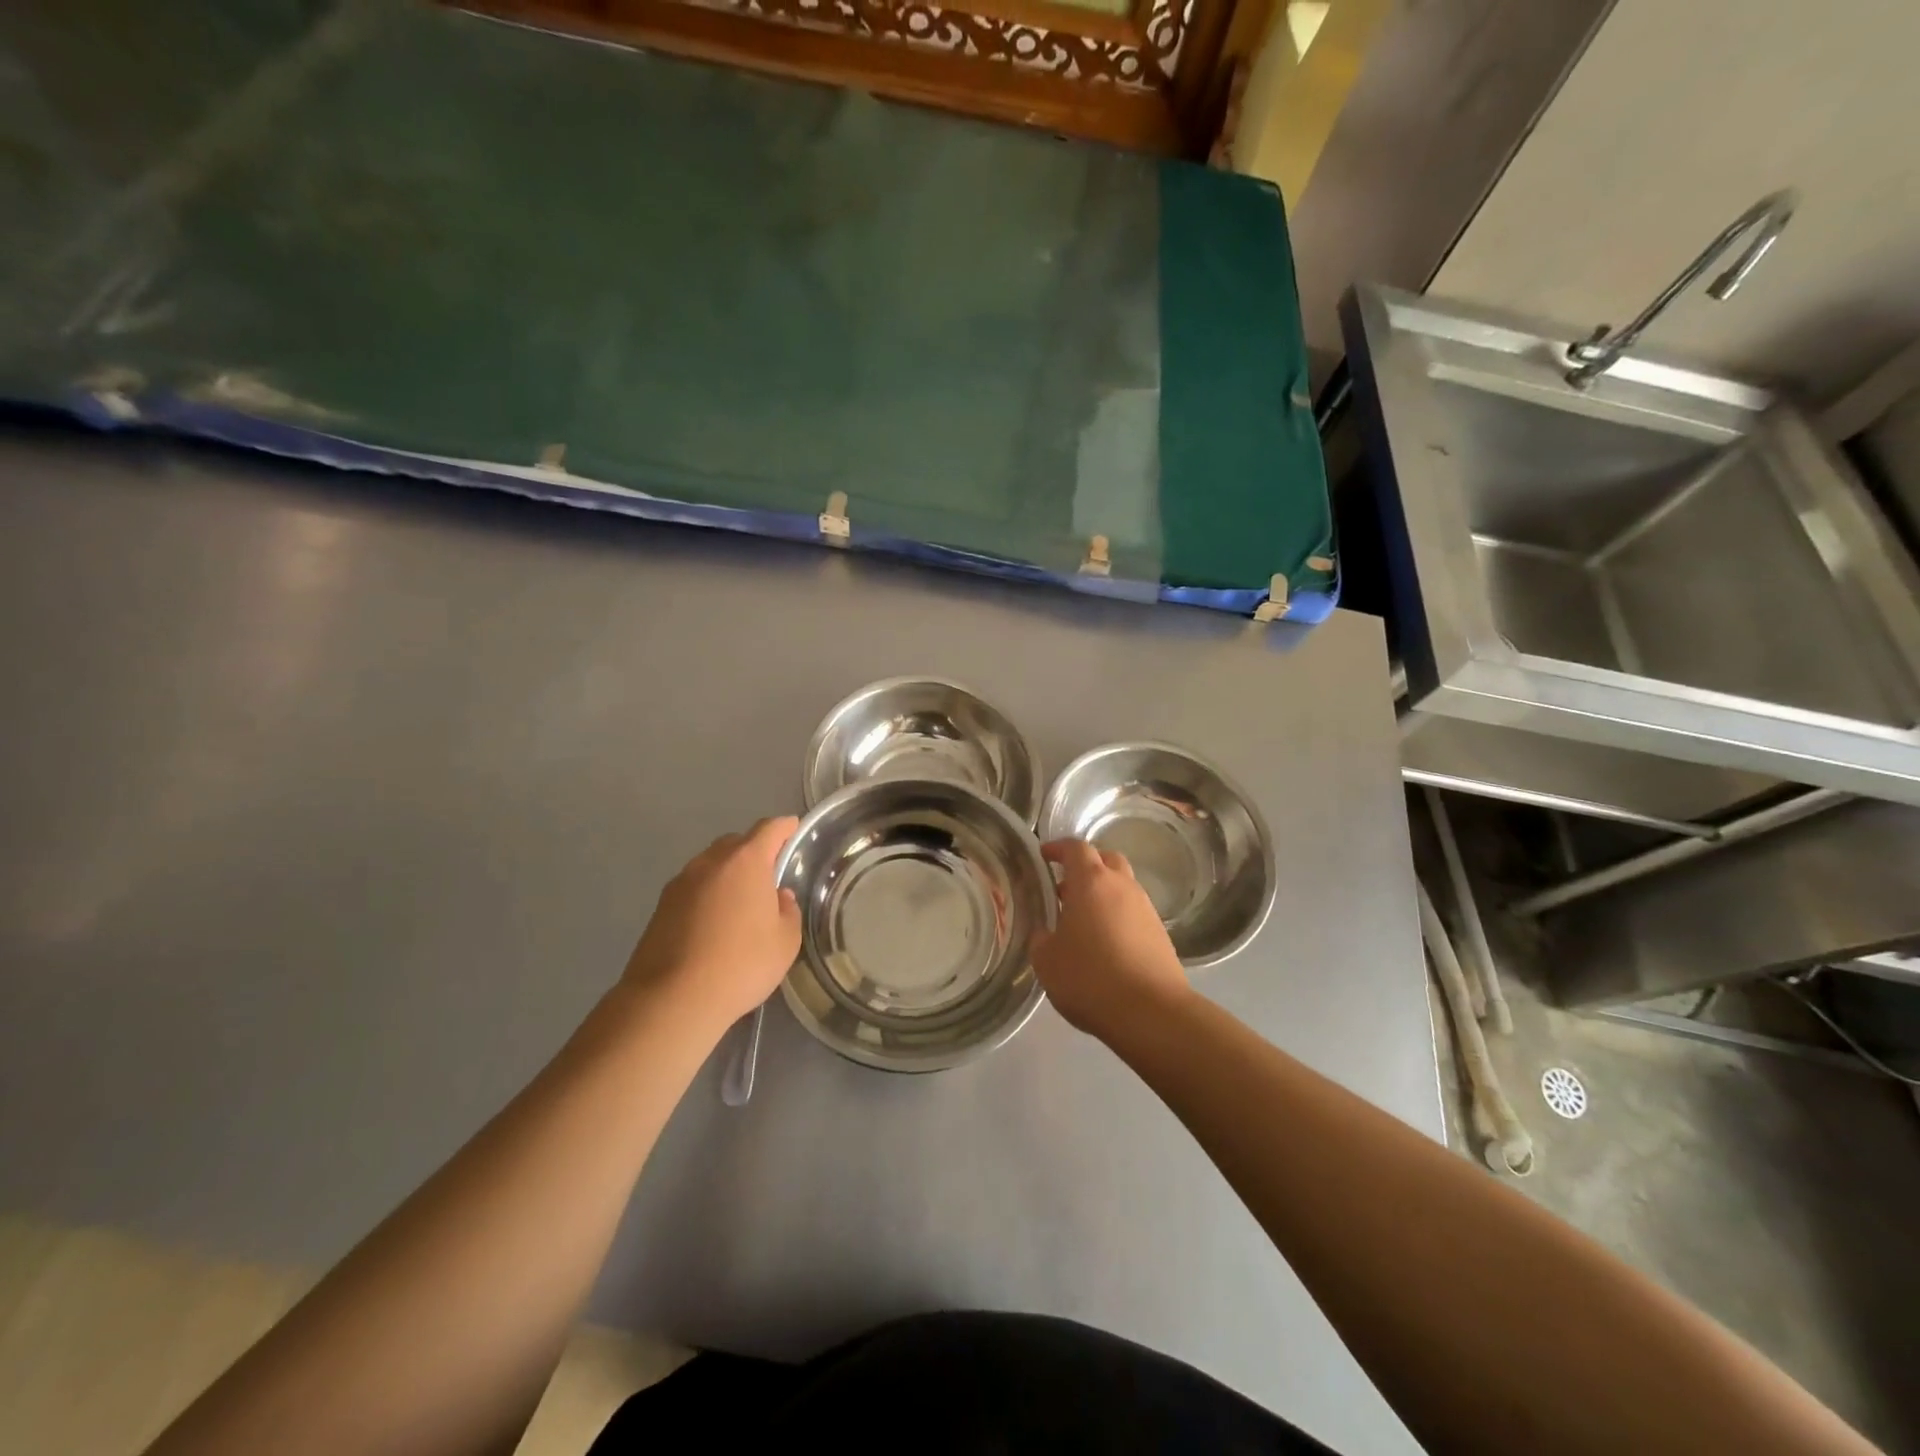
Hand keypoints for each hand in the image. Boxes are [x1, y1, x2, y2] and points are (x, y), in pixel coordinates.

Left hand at [623, 816, 801, 1030]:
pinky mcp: (660, 907)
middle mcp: (710, 862)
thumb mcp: (785, 941)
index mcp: (746, 861)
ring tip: (739, 903)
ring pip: (711, 865)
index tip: (794, 830)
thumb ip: (788, 911)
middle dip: (754, 851)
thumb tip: (778, 897)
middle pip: (736, 843)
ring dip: (727, 875)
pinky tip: (713, 924)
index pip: (770, 829)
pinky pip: (692, 889)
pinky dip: (706, 895)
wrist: (672, 999)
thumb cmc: (741, 964)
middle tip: (768, 876)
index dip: (785, 827)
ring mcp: (680, 883)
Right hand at [1031, 839, 1191, 1040]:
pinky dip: (1119, 918)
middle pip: (1106, 860)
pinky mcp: (1161, 934)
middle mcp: (1122, 886)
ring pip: (1123, 887)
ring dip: (1104, 894)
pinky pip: (1134, 913)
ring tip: (1084, 922)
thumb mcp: (1047, 961)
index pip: (1075, 848)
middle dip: (1086, 867)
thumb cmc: (1090, 978)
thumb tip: (1045, 934)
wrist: (1151, 1012)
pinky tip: (1106, 945)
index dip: (1057, 848)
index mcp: (1091, 882)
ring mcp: (1146, 909)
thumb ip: (1041, 939)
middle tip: (1066, 887)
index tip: (1044, 855)